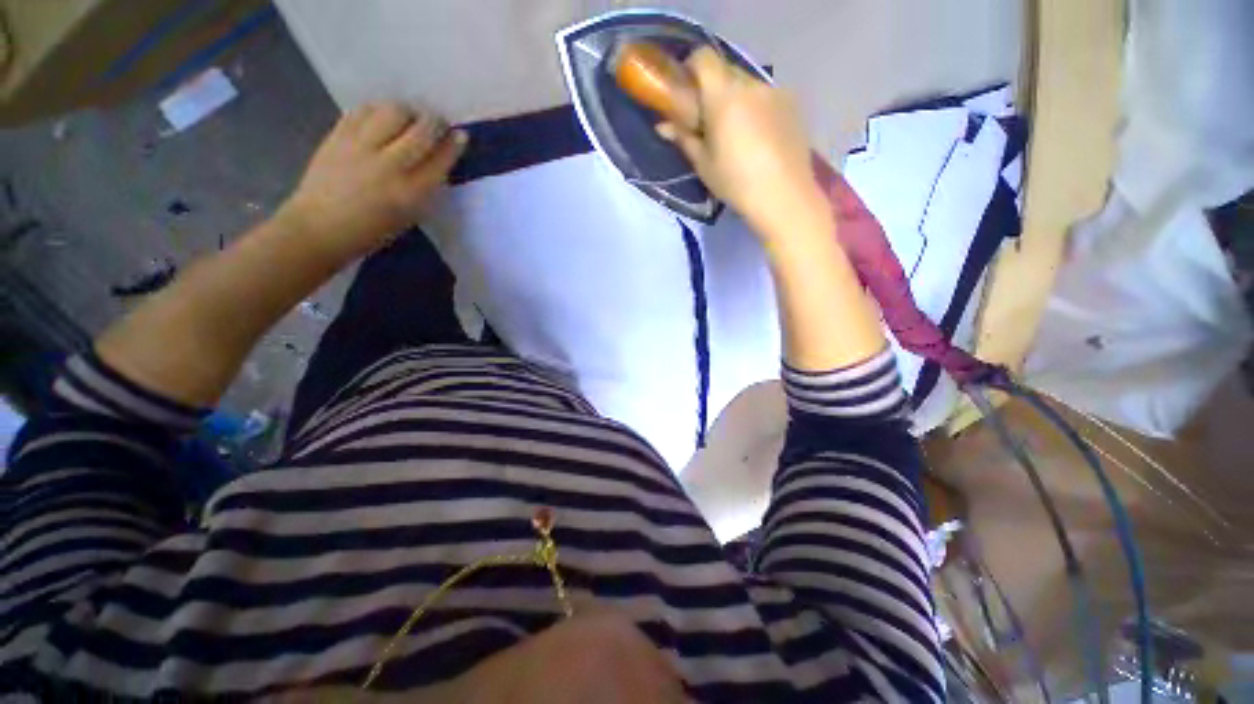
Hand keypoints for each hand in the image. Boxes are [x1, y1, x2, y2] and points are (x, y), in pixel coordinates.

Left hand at [280, 103, 467, 260]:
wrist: (320, 227)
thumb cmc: (372, 230)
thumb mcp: (410, 215)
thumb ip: (426, 187)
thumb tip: (438, 160)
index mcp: (411, 193)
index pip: (441, 160)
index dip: (454, 144)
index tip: (460, 135)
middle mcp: (389, 166)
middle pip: (421, 130)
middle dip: (434, 122)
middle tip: (437, 123)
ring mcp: (361, 147)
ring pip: (393, 112)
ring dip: (408, 112)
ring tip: (409, 119)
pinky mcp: (338, 135)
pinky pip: (364, 111)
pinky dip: (378, 110)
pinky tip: (382, 118)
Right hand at [657, 47, 822, 236]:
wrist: (783, 196)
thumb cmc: (736, 182)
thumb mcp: (703, 164)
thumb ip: (684, 138)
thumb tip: (663, 126)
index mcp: (724, 95)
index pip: (703, 57)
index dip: (691, 68)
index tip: (686, 92)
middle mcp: (751, 83)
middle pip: (726, 71)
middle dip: (713, 89)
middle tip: (708, 121)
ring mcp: (775, 91)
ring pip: (747, 84)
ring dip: (736, 100)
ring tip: (736, 134)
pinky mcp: (792, 104)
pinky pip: (766, 96)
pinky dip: (756, 108)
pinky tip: (759, 138)